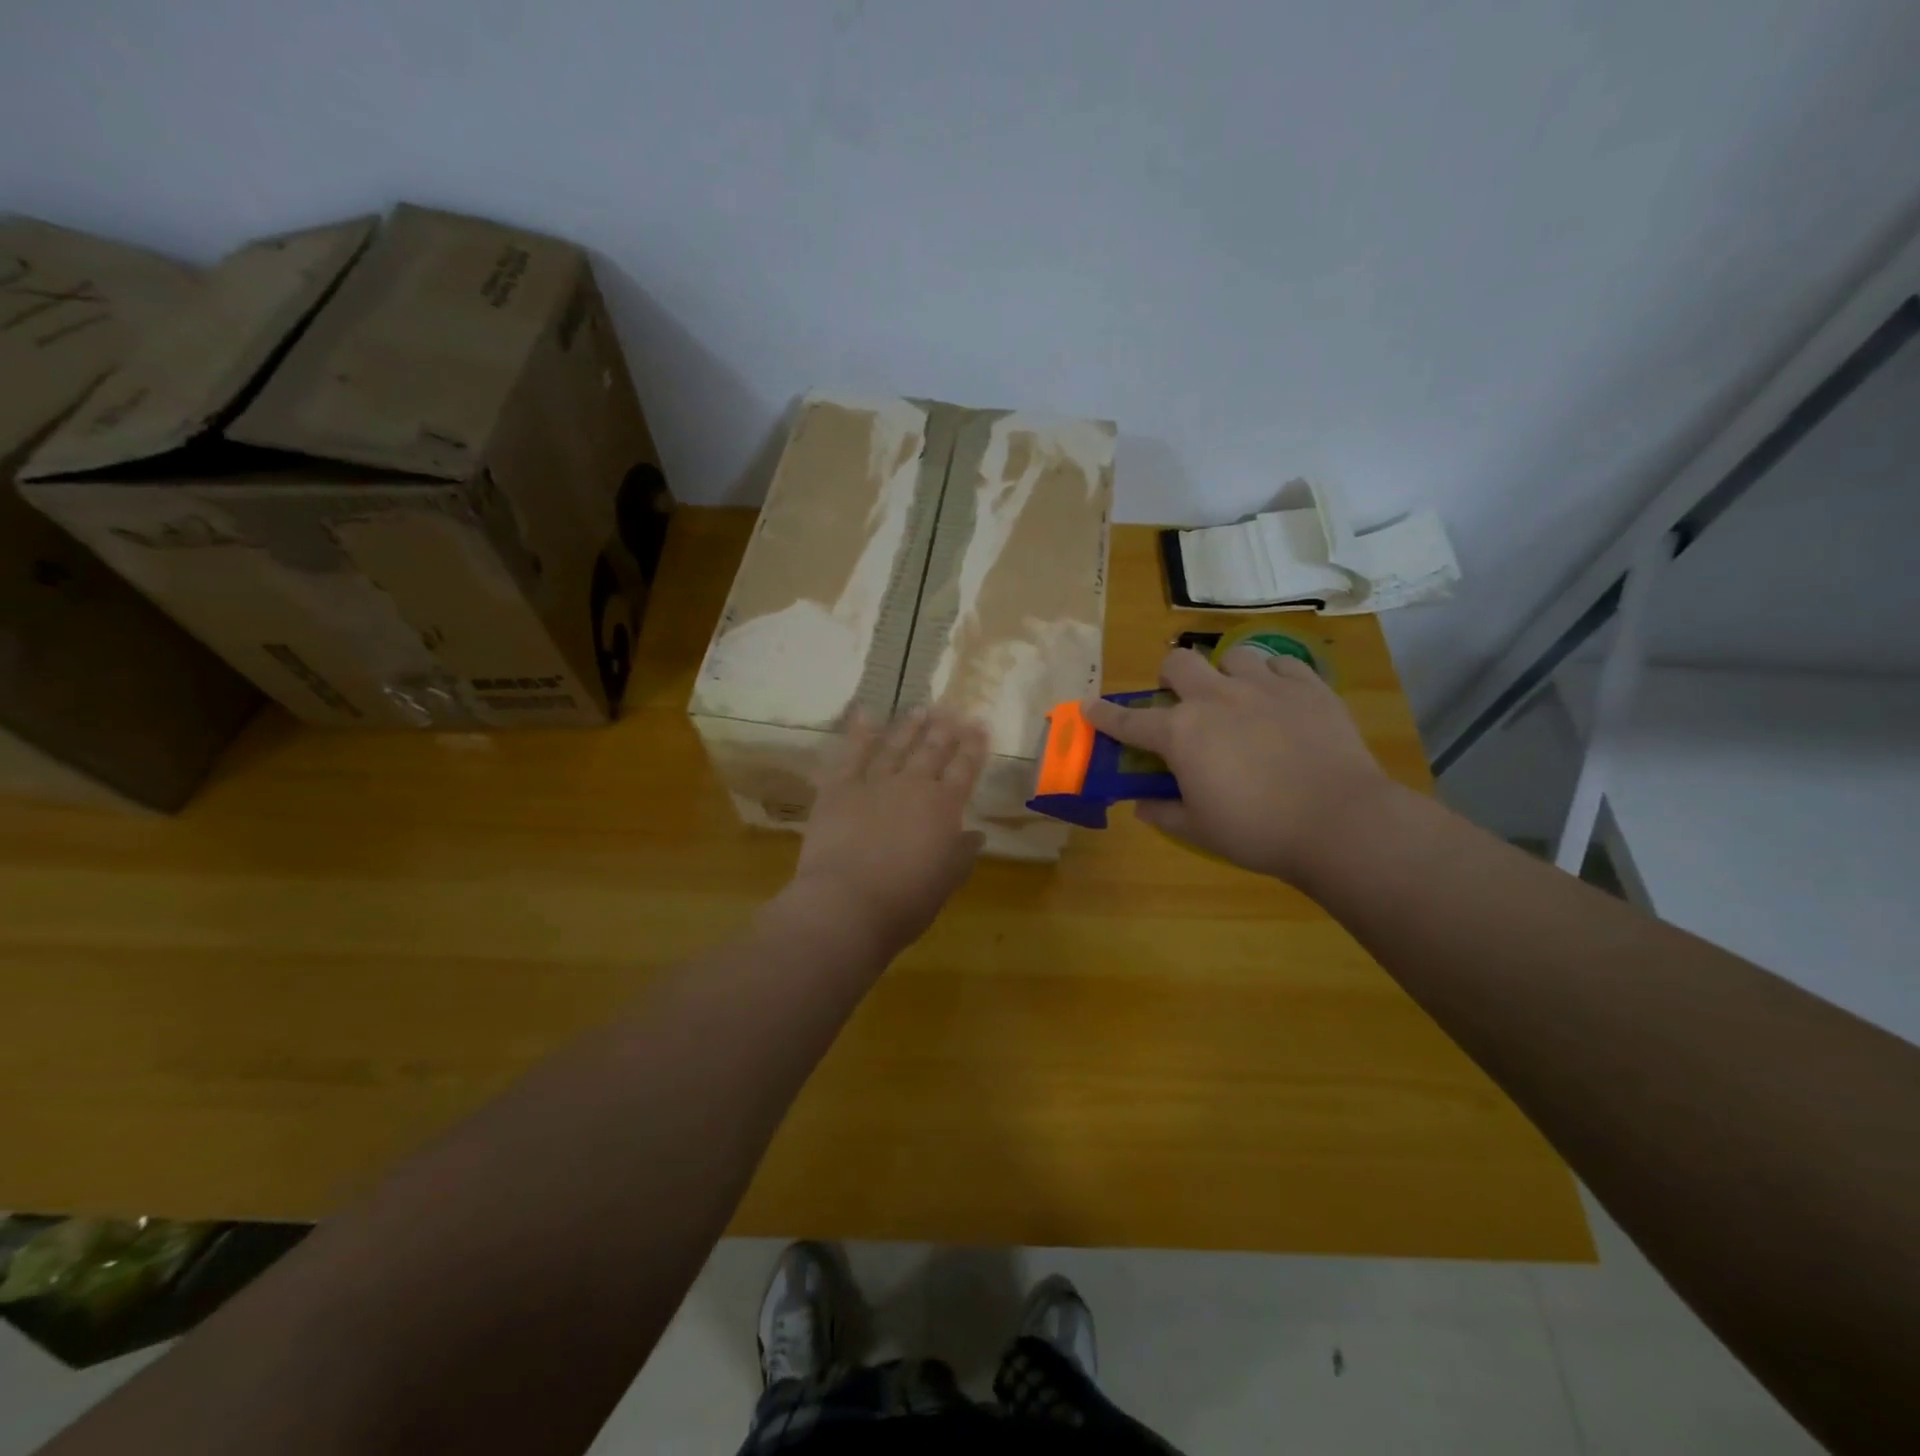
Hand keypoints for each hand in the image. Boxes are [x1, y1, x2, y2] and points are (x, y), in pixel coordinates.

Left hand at [781, 706, 988, 961]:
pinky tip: (865, 714)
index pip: (964, 769)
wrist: (847, 904)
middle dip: (944, 730)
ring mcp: (874, 784)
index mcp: (944, 808)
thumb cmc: (905, 901)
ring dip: (909, 726)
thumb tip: (975, 835)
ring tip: (920, 708)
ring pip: (895, 746)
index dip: (973, 747)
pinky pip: (851, 754)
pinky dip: (859, 733)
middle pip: (932, 751)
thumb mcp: (946, 882)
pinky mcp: (838, 789)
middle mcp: (913, 786)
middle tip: (952, 709)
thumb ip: (962, 854)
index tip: (980, 725)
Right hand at [1083, 647, 1395, 883]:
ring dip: (1226, 675)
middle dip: (1171, 677)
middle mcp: (1216, 698)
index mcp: (1182, 733)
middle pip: (1178, 663)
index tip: (1088, 707)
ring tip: (1239, 698)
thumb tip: (1141, 806)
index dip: (1104, 715)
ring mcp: (1264, 687)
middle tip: (1183, 702)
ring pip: (1232, 656)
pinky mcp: (1308, 686)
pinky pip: (1282, 665)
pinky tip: (1280, 699)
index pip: (1129, 721)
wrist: (1340, 822)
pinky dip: (1274, 678)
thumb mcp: (1200, 830)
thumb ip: (1164, 813)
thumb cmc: (1258, 831)